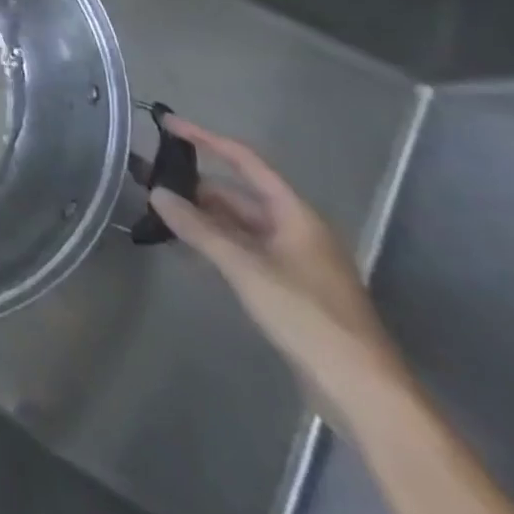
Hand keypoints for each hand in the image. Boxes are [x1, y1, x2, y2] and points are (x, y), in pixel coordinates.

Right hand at [150, 116, 410, 427]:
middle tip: (151, 177)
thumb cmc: (307, 316)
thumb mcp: (245, 268)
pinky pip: (242, 248)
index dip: (205, 139)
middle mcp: (295, 229)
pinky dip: (214, 240)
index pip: (245, 161)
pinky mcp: (287, 286)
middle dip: (196, 183)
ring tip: (159, 209)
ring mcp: (293, 259)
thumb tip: (158, 193)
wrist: (362, 390)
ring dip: (202, 215)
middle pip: (239, 193)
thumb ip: (199, 229)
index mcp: (295, 214)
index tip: (167, 123)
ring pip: (238, 223)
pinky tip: (186, 244)